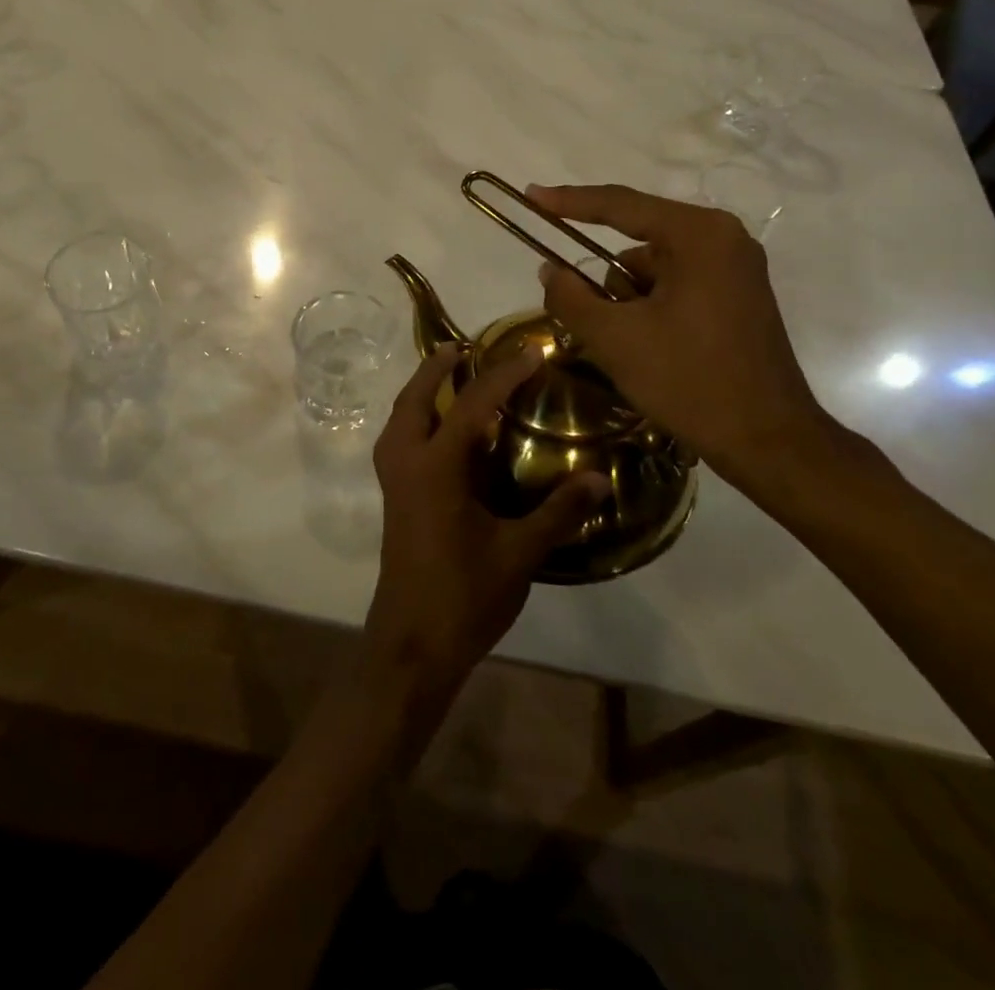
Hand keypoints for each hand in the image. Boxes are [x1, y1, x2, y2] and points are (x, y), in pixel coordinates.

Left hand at [365, 345, 610, 688]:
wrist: (412, 645)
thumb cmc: (464, 596)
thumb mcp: (519, 553)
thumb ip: (558, 512)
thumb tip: (600, 477)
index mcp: (435, 467)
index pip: (472, 404)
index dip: (504, 375)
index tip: (531, 352)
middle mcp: (406, 463)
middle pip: (414, 399)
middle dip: (436, 368)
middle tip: (463, 347)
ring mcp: (394, 482)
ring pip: (400, 418)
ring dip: (422, 391)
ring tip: (449, 376)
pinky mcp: (394, 499)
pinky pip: (400, 440)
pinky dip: (418, 418)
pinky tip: (444, 431)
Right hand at [527, 182, 842, 498]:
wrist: (768, 440)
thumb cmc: (690, 380)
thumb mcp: (615, 339)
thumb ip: (571, 297)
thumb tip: (549, 270)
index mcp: (698, 235)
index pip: (620, 206)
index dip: (569, 201)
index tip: (531, 196)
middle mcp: (723, 239)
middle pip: (638, 242)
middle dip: (608, 283)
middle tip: (595, 323)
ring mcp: (735, 268)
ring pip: (654, 270)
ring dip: (629, 301)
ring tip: (632, 349)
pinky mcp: (739, 296)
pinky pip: (677, 286)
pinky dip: (652, 310)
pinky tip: (653, 351)